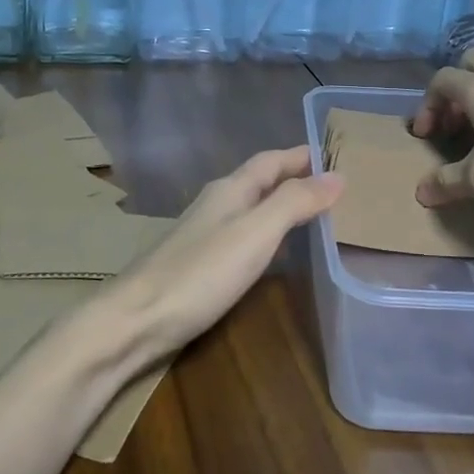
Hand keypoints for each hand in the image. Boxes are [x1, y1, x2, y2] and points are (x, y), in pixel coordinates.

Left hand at [94, 146, 341, 363]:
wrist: (136, 320)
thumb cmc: (200, 272)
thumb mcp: (256, 233)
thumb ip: (294, 202)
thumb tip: (337, 176)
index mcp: (230, 190)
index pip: (271, 160)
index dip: (301, 155)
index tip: (335, 153)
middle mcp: (216, 204)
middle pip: (260, 181)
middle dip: (294, 178)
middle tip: (334, 185)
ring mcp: (204, 234)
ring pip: (251, 208)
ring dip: (280, 205)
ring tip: (313, 214)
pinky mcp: (199, 265)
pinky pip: (242, 235)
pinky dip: (266, 234)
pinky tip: (274, 252)